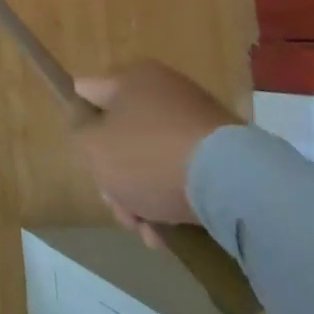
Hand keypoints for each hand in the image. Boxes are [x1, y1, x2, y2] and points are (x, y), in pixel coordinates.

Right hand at [73, 60, 240, 247]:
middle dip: (115, 178)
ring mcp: (197, 121)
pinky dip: (173, 201)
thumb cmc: (150, 156)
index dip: (79, 123)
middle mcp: (164, 91)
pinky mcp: (224, 153)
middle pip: (121, 135)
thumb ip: (80, 135)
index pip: (87, 93)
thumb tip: (93, 131)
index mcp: (131, 78)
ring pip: (151, 160)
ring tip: (150, 235)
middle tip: (121, 211)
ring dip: (143, 198)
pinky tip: (172, 234)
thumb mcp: (94, 146)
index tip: (85, 158)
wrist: (234, 183)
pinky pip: (183, 174)